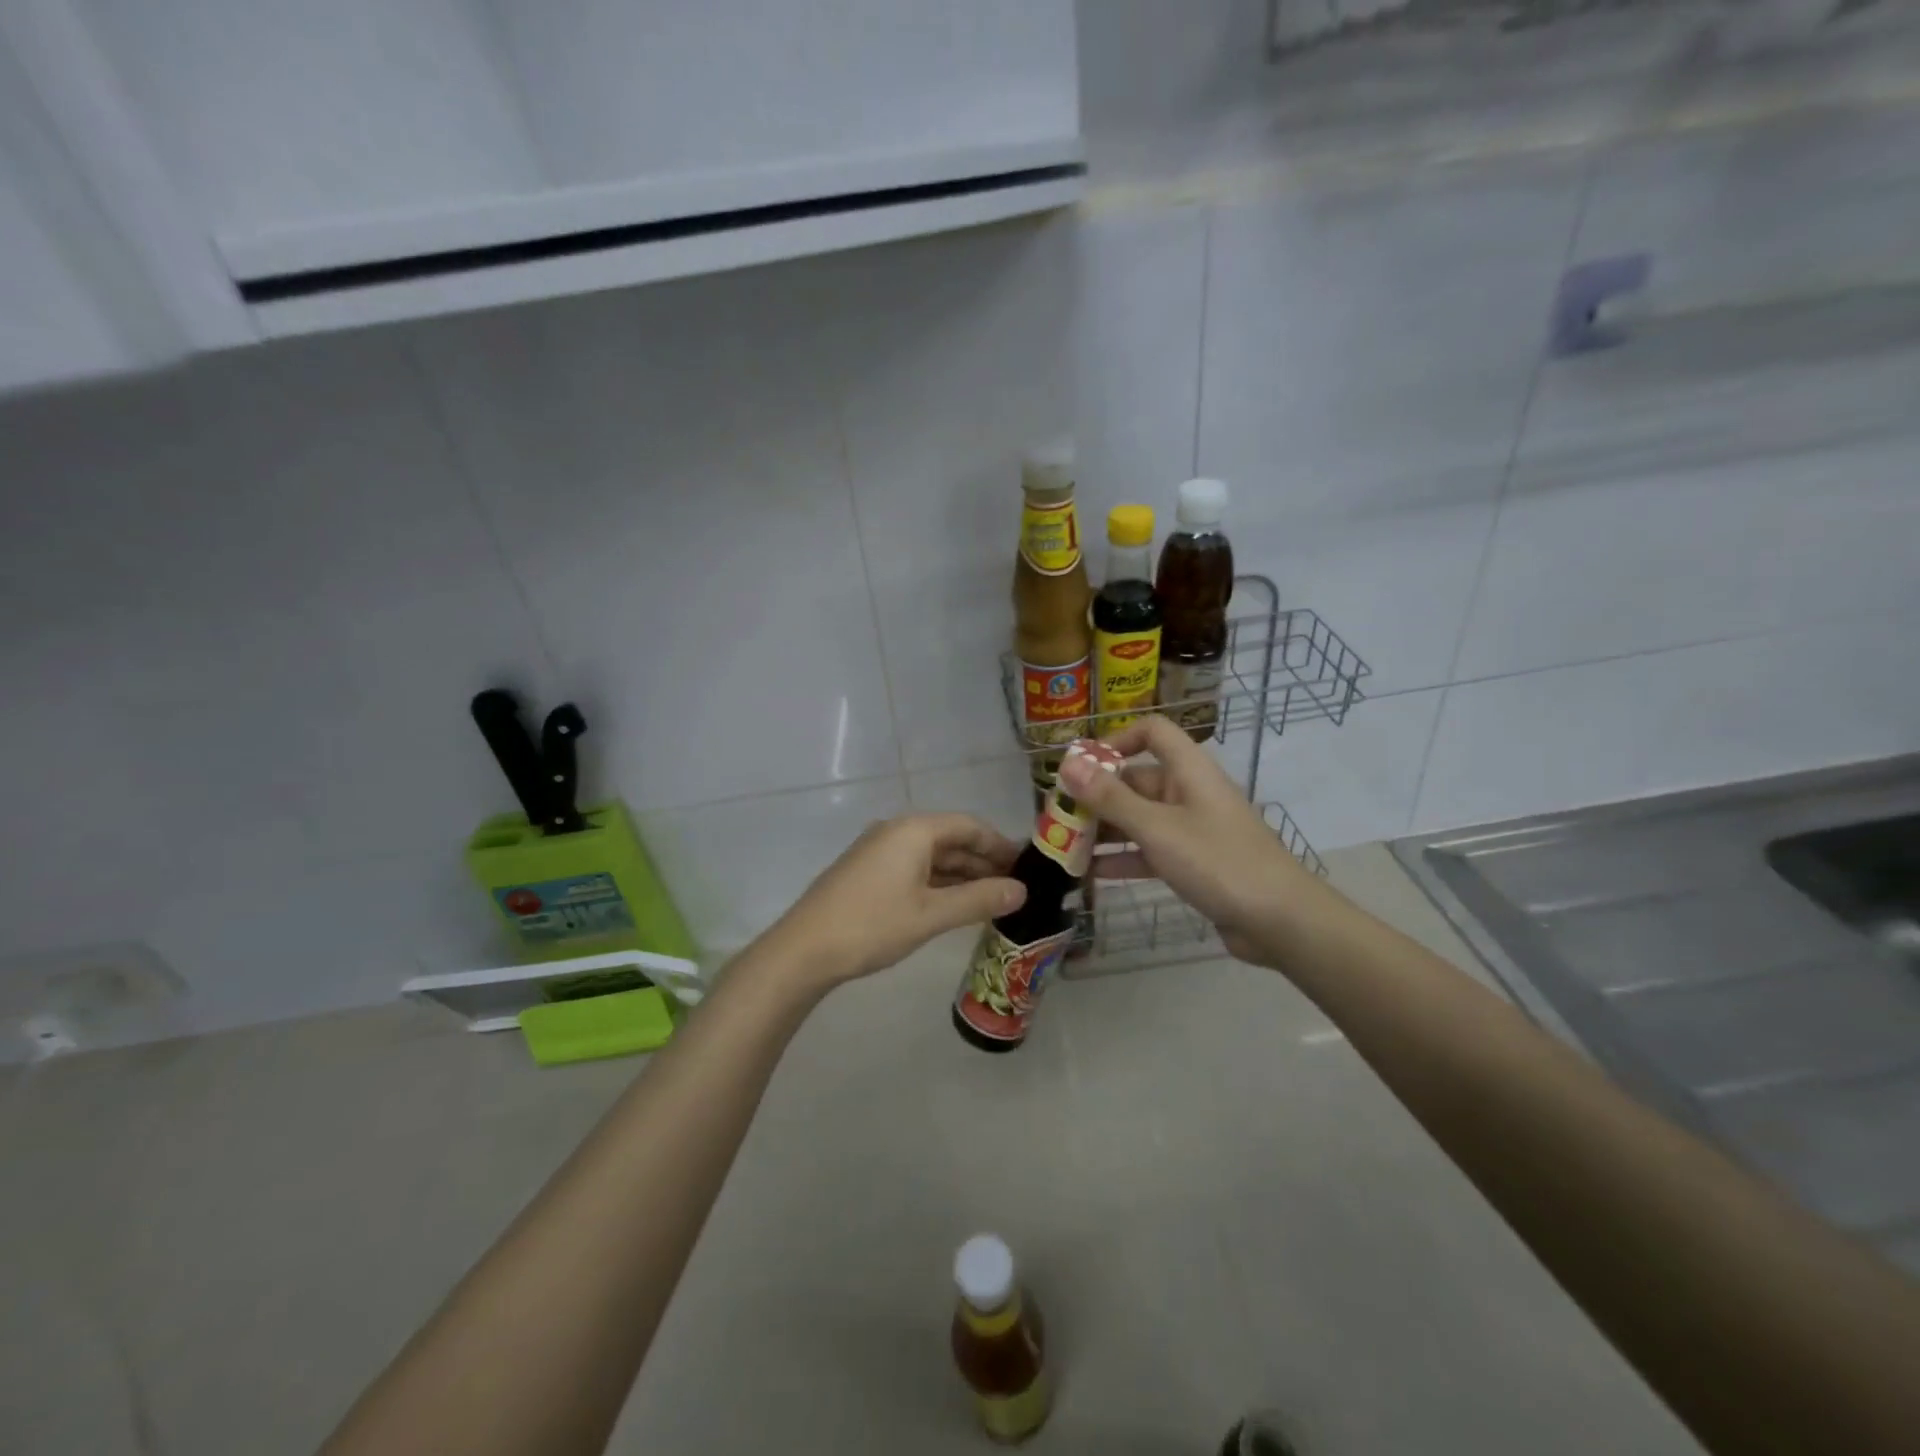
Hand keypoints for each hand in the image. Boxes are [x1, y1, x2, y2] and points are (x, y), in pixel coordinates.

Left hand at [762, 814, 1026, 989]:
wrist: (804, 950)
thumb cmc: (872, 925)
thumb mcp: (931, 914)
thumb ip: (979, 900)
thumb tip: (1022, 890)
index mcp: (914, 830)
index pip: (969, 825)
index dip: (1000, 844)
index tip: (1027, 866)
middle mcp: (897, 831)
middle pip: (951, 838)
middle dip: (984, 861)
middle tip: (1016, 888)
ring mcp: (879, 851)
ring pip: (933, 856)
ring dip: (963, 875)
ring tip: (993, 899)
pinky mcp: (868, 872)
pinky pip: (915, 868)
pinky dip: (939, 883)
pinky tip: (956, 904)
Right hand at [1060, 716, 1318, 966]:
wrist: (1279, 921)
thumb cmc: (1218, 862)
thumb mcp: (1157, 828)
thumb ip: (1110, 798)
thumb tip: (1067, 764)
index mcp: (1189, 770)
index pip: (1153, 732)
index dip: (1117, 740)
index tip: (1082, 766)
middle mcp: (1189, 792)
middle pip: (1137, 780)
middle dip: (1097, 796)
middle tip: (1057, 816)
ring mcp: (1193, 829)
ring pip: (1139, 818)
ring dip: (1105, 830)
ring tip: (1064, 846)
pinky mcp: (1194, 862)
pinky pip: (1150, 850)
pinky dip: (1123, 858)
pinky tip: (1091, 874)